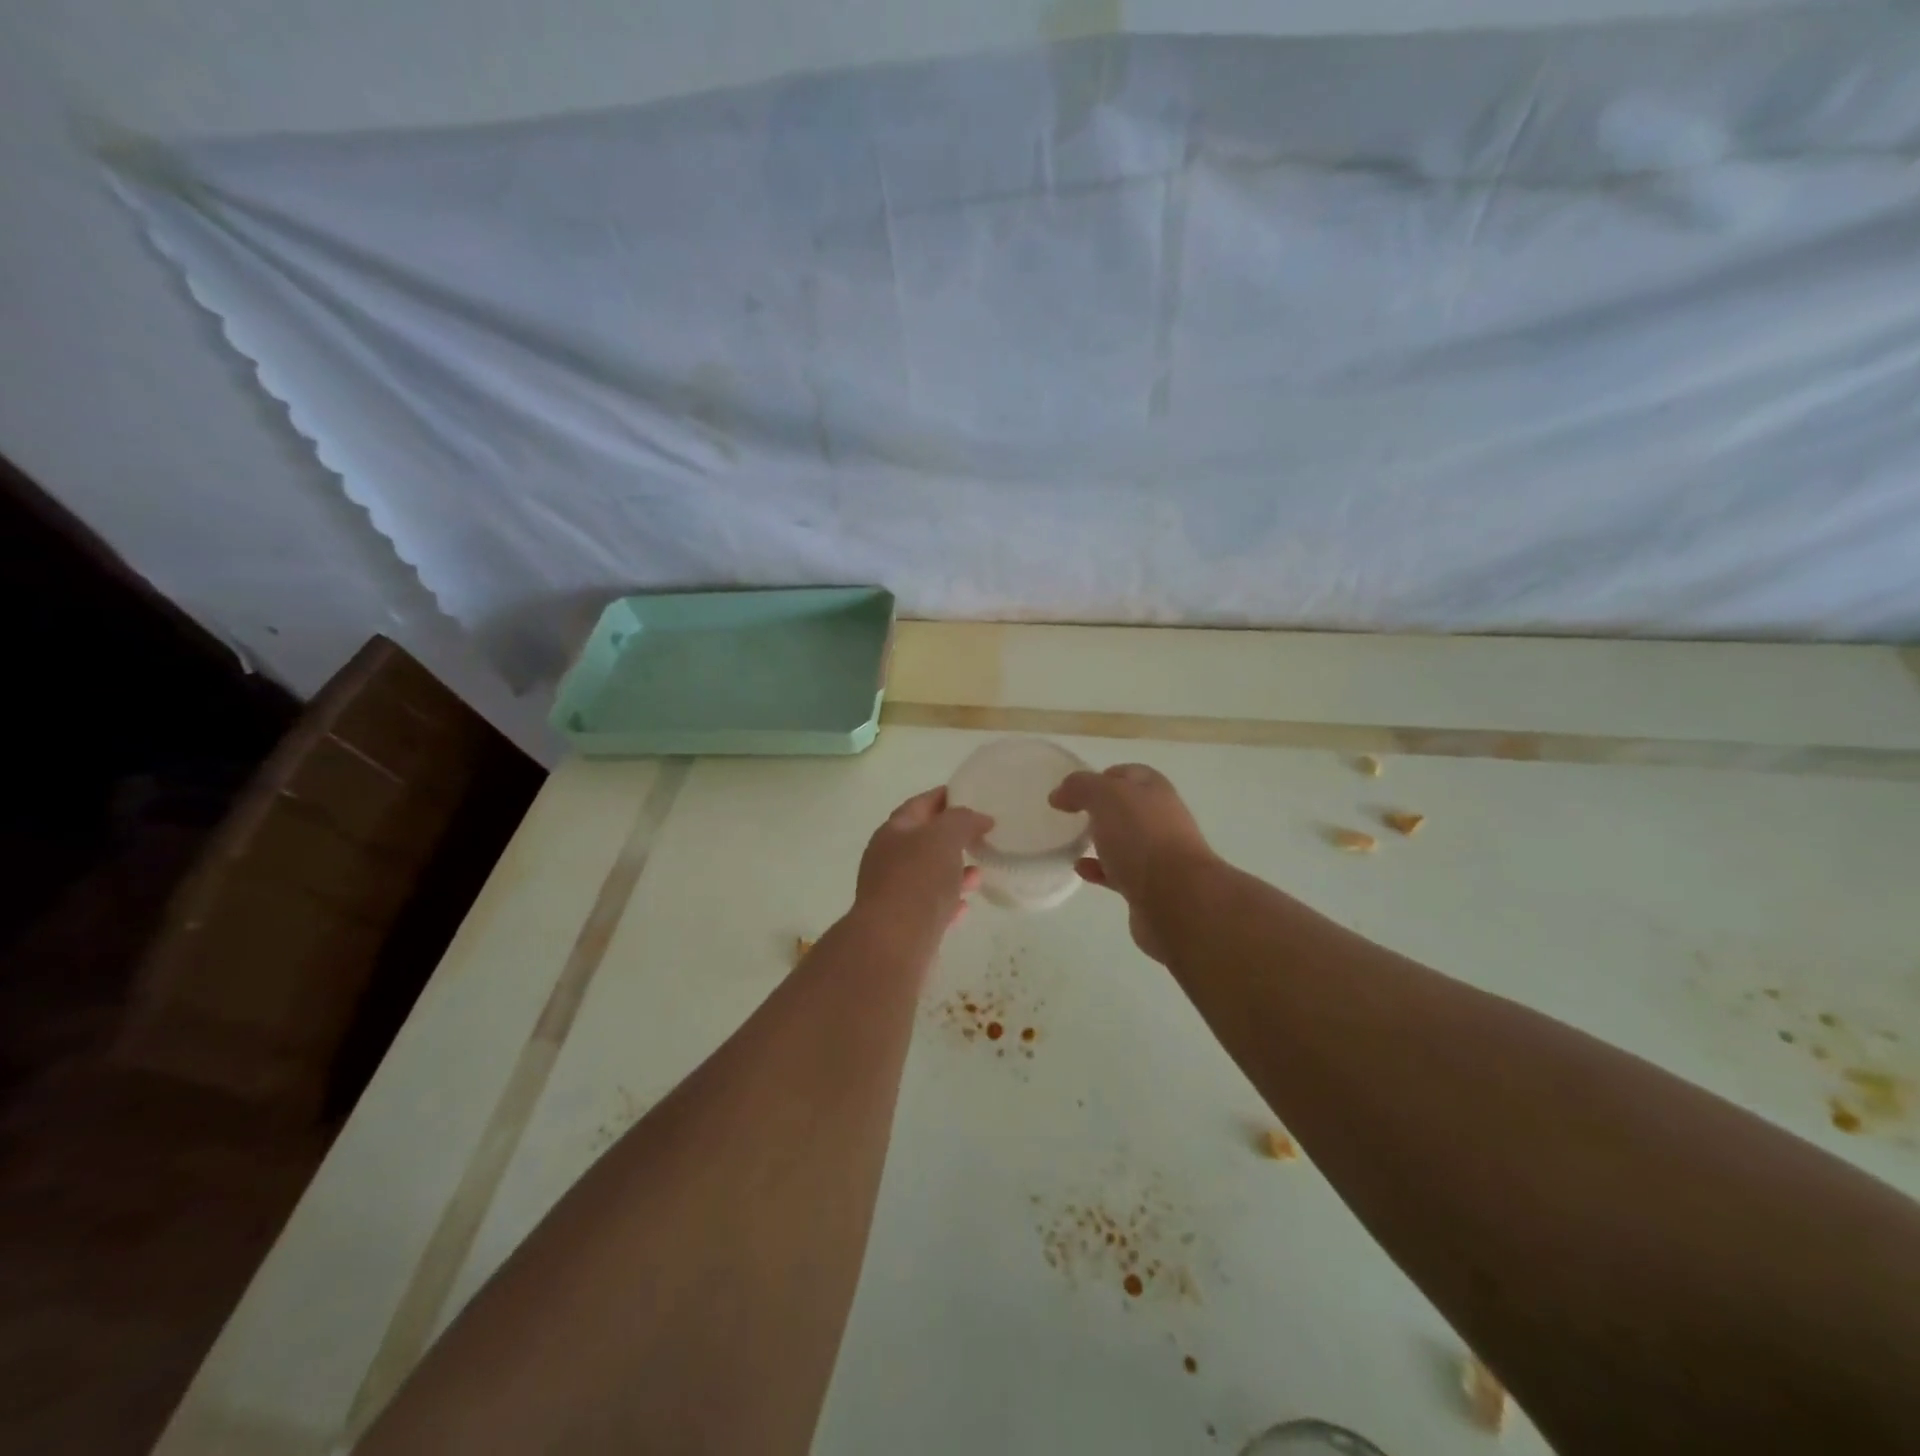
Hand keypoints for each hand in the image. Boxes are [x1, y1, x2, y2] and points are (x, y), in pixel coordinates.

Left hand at [853, 787, 989, 941]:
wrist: (894, 942)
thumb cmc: (918, 879)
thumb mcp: (945, 837)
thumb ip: (963, 820)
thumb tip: (980, 819)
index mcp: (894, 831)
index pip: (920, 805)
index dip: (944, 797)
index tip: (970, 794)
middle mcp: (888, 859)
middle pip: (923, 840)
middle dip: (951, 837)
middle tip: (981, 835)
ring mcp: (894, 893)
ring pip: (928, 875)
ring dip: (953, 872)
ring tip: (979, 872)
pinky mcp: (903, 924)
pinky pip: (930, 907)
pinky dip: (948, 902)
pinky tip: (965, 906)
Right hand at [1050, 764, 1215, 962]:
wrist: (1176, 899)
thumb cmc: (1141, 837)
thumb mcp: (1105, 797)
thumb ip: (1080, 787)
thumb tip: (1060, 794)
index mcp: (1155, 791)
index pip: (1128, 774)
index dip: (1101, 777)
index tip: (1073, 790)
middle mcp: (1160, 819)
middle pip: (1127, 808)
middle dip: (1100, 809)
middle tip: (1071, 815)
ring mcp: (1157, 855)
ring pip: (1124, 841)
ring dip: (1101, 840)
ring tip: (1072, 842)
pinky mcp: (1149, 887)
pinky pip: (1119, 873)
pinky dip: (1099, 869)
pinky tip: (1080, 869)